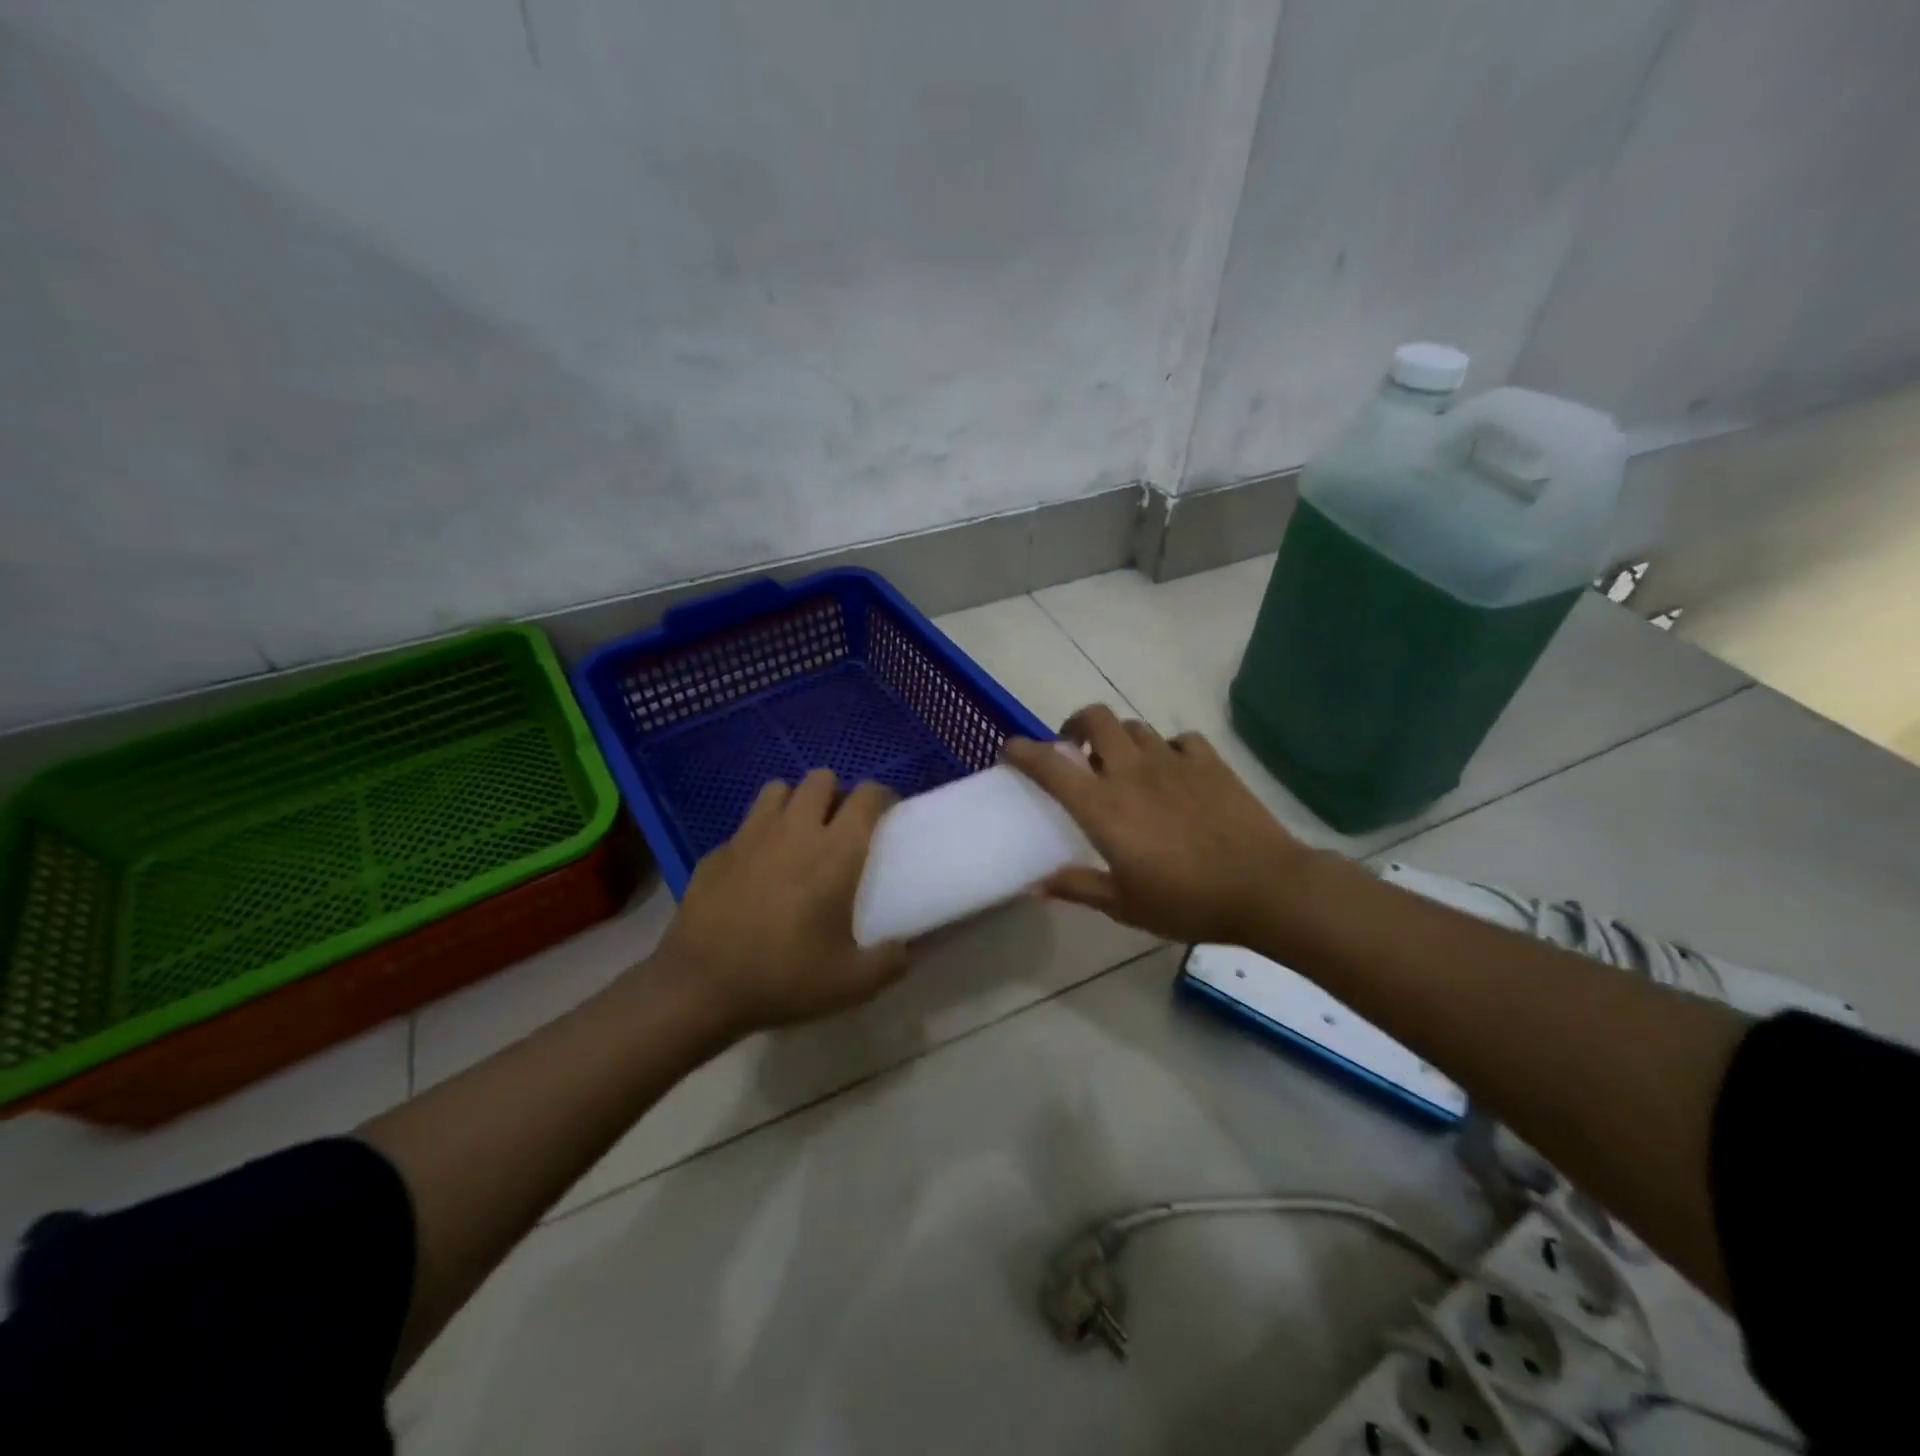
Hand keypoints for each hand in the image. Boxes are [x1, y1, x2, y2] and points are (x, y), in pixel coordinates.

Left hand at [656, 769, 908, 1034]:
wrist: (700, 987)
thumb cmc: (785, 977)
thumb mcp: (852, 984)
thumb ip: (890, 961)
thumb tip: (905, 949)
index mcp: (836, 852)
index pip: (867, 796)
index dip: (882, 797)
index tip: (887, 815)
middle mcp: (795, 830)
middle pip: (820, 778)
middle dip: (836, 793)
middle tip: (840, 827)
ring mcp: (750, 836)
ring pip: (778, 790)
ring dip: (794, 803)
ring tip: (798, 836)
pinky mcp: (717, 851)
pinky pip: (745, 826)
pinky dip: (758, 836)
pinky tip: (756, 870)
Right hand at [1002, 704, 1314, 946]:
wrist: (1264, 887)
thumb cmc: (1186, 901)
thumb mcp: (1124, 905)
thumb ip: (1078, 887)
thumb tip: (1036, 886)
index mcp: (1102, 805)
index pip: (1049, 764)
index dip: (1023, 751)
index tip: (1010, 749)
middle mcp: (1131, 771)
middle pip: (1095, 719)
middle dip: (1075, 724)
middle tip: (1074, 748)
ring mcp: (1172, 761)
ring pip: (1134, 727)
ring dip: (1119, 739)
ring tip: (1123, 764)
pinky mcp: (1208, 761)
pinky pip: (1179, 741)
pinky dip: (1167, 750)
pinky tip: (1173, 772)